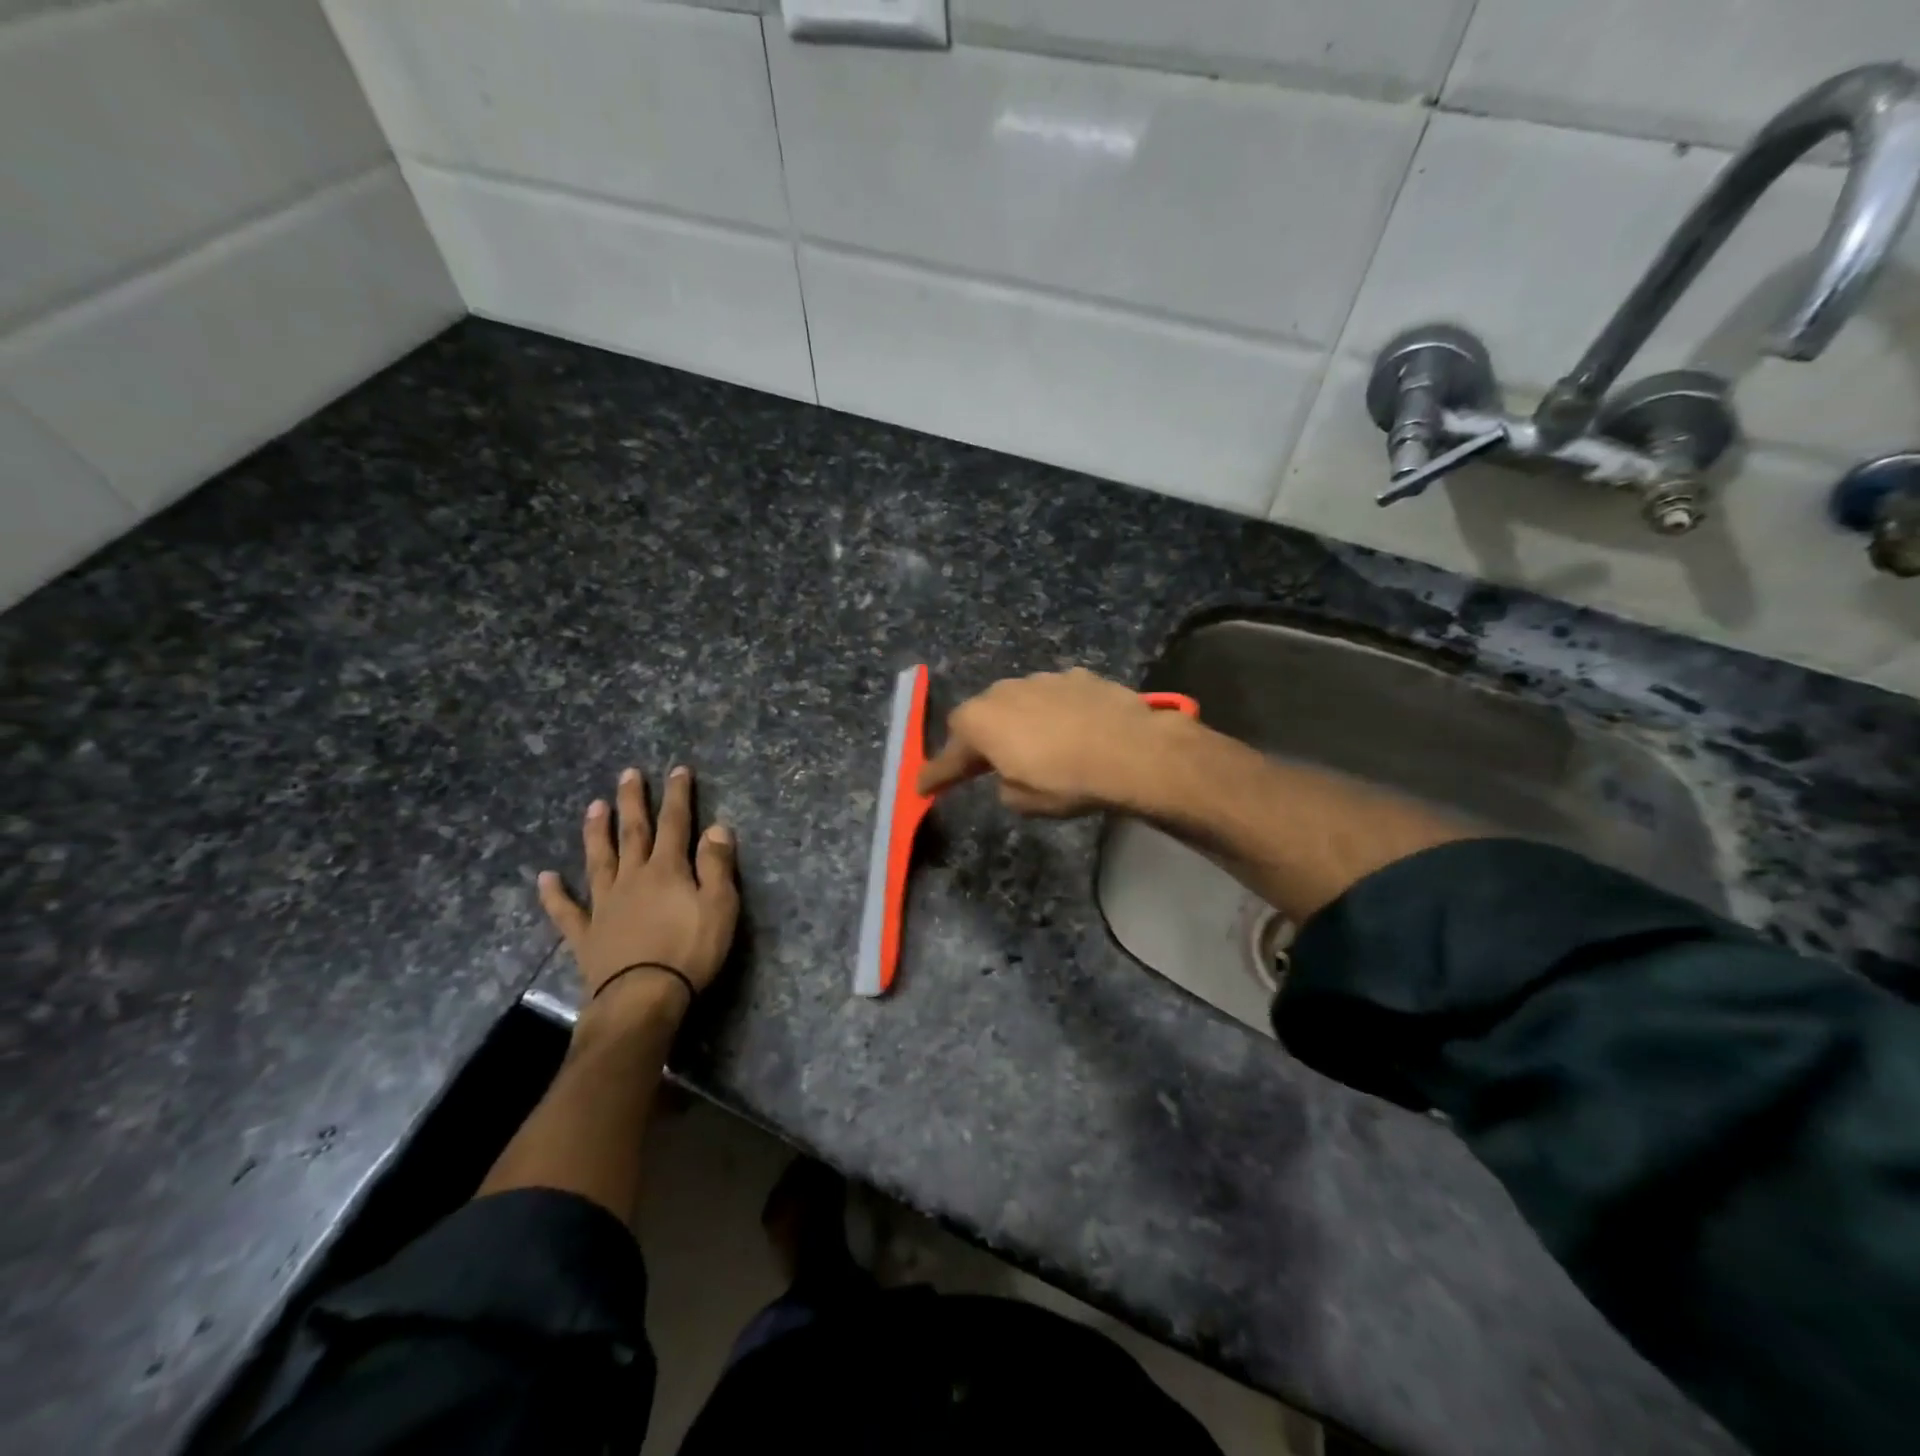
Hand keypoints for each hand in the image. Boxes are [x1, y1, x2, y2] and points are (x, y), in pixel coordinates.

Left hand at [537, 765, 738, 1011]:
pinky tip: (545, 878)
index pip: (675, 824)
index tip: (677, 770)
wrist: (642, 998)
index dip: (677, 796)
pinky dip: (554, 894)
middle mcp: (632, 878)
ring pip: (598, 860)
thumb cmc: (689, 951)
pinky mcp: (586, 934)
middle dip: (633, 802)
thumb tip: (717, 827)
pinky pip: (566, 910)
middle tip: (627, 774)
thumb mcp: (719, 906)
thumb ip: (717, 865)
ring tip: (593, 806)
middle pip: (633, 832)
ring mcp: (604, 905)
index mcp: (667, 870)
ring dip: (596, 832)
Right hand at [916, 668, 1182, 815]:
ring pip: (1017, 701)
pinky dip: (1053, 712)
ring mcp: (1041, 678)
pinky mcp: (1077, 675)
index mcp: (980, 722)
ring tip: (1035, 745)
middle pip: (979, 717)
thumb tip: (1009, 775)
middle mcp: (1003, 692)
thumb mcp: (1023, 801)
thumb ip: (1004, 785)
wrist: (1131, 751)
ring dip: (1017, 721)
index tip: (923, 787)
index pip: (948, 755)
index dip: (936, 774)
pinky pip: (1052, 696)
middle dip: (979, 740)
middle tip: (983, 764)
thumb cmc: (1066, 781)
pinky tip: (1070, 729)